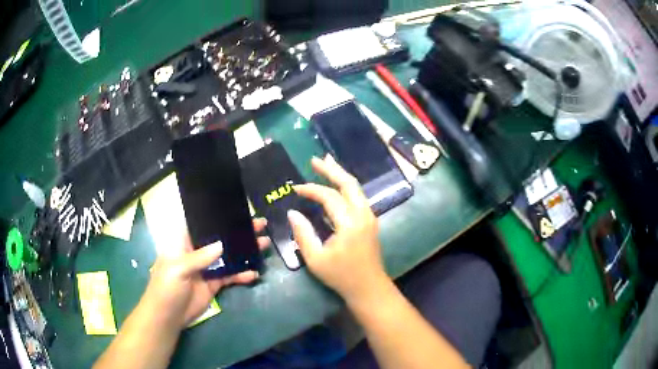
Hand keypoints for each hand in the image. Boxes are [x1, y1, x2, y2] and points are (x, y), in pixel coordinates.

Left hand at [142, 218, 269, 328]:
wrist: (168, 316)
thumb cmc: (166, 288)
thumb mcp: (178, 269)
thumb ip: (199, 257)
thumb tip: (222, 245)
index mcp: (183, 242)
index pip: (201, 224)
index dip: (217, 217)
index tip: (237, 210)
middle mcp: (196, 252)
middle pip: (220, 238)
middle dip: (238, 232)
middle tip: (260, 225)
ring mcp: (207, 268)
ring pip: (228, 256)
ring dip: (244, 251)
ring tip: (264, 244)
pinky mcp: (214, 283)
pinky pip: (231, 275)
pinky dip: (242, 274)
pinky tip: (254, 273)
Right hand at [288, 156, 386, 303]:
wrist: (369, 287)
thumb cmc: (341, 276)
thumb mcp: (315, 259)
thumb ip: (303, 234)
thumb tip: (293, 213)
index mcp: (350, 223)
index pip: (329, 197)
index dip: (311, 189)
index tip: (295, 189)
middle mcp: (363, 214)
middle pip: (349, 183)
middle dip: (332, 169)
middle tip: (315, 159)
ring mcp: (369, 217)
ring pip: (356, 188)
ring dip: (341, 175)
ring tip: (327, 164)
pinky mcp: (370, 221)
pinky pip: (358, 197)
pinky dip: (346, 187)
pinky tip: (336, 186)